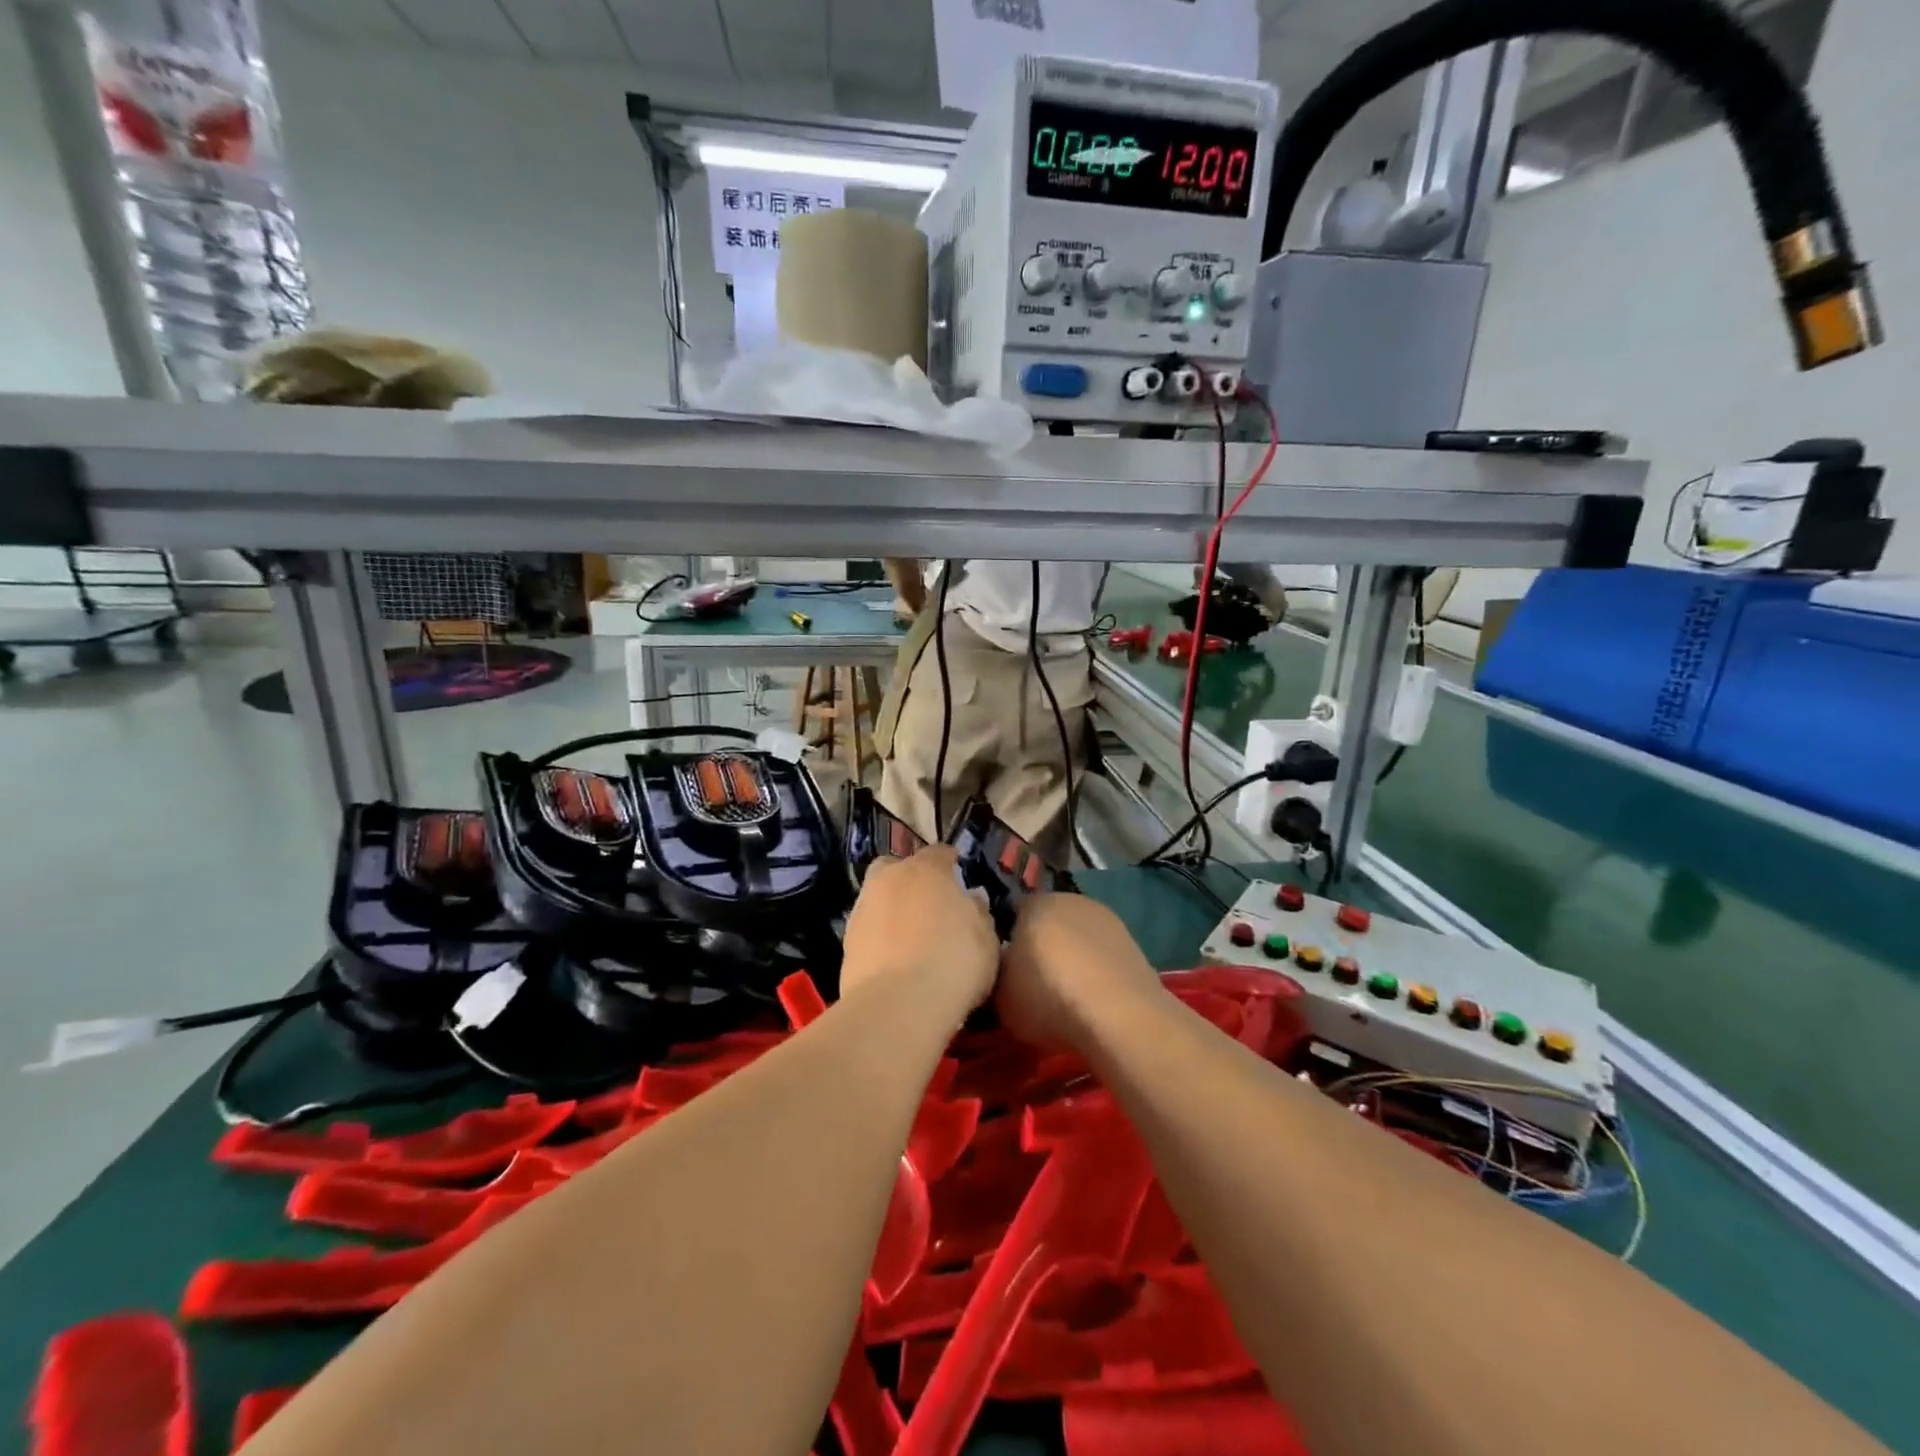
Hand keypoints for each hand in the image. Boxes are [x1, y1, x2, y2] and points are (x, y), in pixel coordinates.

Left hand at [840, 847, 998, 1012]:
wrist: (898, 1005)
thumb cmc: (954, 962)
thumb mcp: (986, 938)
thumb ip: (978, 912)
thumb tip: (971, 898)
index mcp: (926, 869)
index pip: (939, 853)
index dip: (950, 862)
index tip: (958, 875)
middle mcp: (889, 879)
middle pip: (896, 867)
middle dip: (909, 878)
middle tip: (928, 903)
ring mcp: (863, 909)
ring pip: (878, 898)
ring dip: (891, 909)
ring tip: (911, 937)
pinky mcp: (846, 942)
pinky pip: (869, 929)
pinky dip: (880, 937)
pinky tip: (894, 959)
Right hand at [997, 894, 1162, 1049]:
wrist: (1119, 1015)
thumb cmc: (1048, 996)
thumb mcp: (1000, 993)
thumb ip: (997, 973)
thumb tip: (1002, 969)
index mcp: (1035, 903)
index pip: (1012, 915)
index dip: (1006, 943)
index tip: (1005, 971)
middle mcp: (1071, 900)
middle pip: (1048, 923)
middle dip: (1041, 947)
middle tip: (1033, 984)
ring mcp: (1107, 920)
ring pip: (1078, 938)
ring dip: (1072, 959)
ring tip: (1066, 997)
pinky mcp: (1133, 944)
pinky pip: (1102, 956)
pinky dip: (1096, 972)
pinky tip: (1093, 1001)